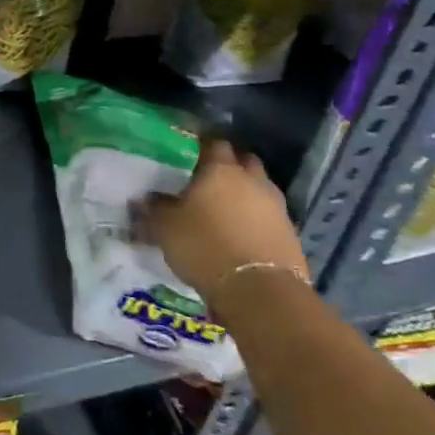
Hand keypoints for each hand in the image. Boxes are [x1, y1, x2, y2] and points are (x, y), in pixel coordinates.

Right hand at [135, 140, 307, 303]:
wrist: (258, 290)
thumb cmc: (204, 246)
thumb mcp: (165, 228)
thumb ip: (154, 209)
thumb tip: (144, 198)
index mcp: (221, 170)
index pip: (214, 143)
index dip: (202, 146)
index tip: (188, 154)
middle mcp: (252, 180)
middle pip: (244, 161)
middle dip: (230, 166)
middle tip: (209, 179)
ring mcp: (276, 207)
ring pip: (260, 188)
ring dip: (246, 194)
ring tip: (226, 209)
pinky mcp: (290, 233)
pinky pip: (270, 216)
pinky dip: (257, 220)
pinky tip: (242, 234)